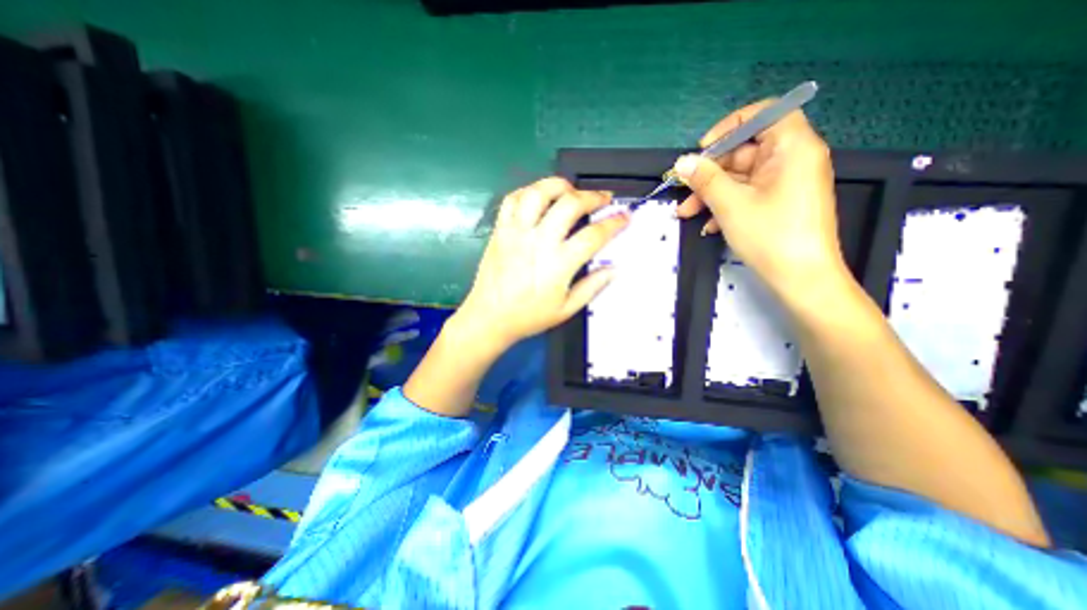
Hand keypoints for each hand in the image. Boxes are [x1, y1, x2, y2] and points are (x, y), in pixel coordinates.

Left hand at [455, 177, 628, 350]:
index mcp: (558, 264)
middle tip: (603, 199)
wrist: (489, 317)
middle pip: (570, 204)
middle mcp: (538, 241)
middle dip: (592, 197)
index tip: (624, 217)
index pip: (594, 235)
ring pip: (539, 193)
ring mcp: (517, 232)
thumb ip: (592, 287)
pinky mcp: (500, 230)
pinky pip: (513, 199)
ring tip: (571, 191)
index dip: (614, 223)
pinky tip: (540, 198)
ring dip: (559, 185)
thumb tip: (613, 268)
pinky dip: (529, 191)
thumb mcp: (566, 309)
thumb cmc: (529, 316)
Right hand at [672, 99, 848, 297]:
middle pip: (745, 151)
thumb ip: (705, 179)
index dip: (730, 127)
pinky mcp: (779, 203)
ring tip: (687, 213)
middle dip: (710, 173)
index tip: (703, 149)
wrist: (801, 279)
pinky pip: (748, 194)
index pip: (765, 114)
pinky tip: (708, 226)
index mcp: (792, 148)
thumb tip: (682, 162)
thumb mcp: (731, 204)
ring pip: (741, 178)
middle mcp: (792, 160)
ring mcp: (786, 184)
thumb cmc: (770, 235)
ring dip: (711, 194)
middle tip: (684, 190)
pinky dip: (726, 206)